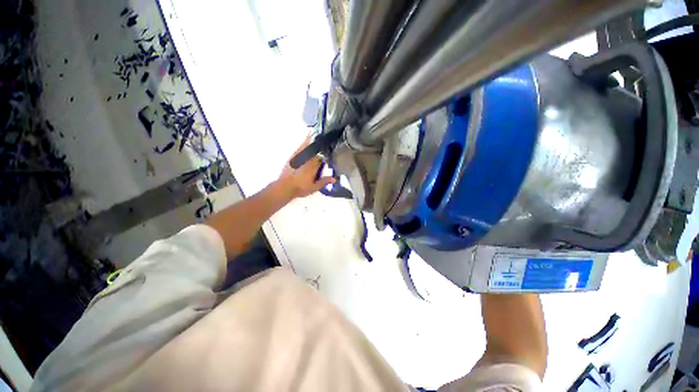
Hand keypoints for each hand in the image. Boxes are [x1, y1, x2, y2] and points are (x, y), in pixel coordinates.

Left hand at [278, 137, 335, 198]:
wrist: (284, 187)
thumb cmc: (300, 188)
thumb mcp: (314, 187)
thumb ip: (324, 181)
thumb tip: (335, 179)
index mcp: (313, 166)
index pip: (322, 156)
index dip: (327, 153)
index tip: (332, 148)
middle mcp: (307, 159)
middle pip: (316, 150)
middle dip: (321, 145)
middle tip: (327, 139)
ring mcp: (299, 157)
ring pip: (308, 145)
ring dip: (313, 140)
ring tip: (318, 134)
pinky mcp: (293, 157)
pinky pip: (300, 147)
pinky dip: (305, 141)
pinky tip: (308, 136)